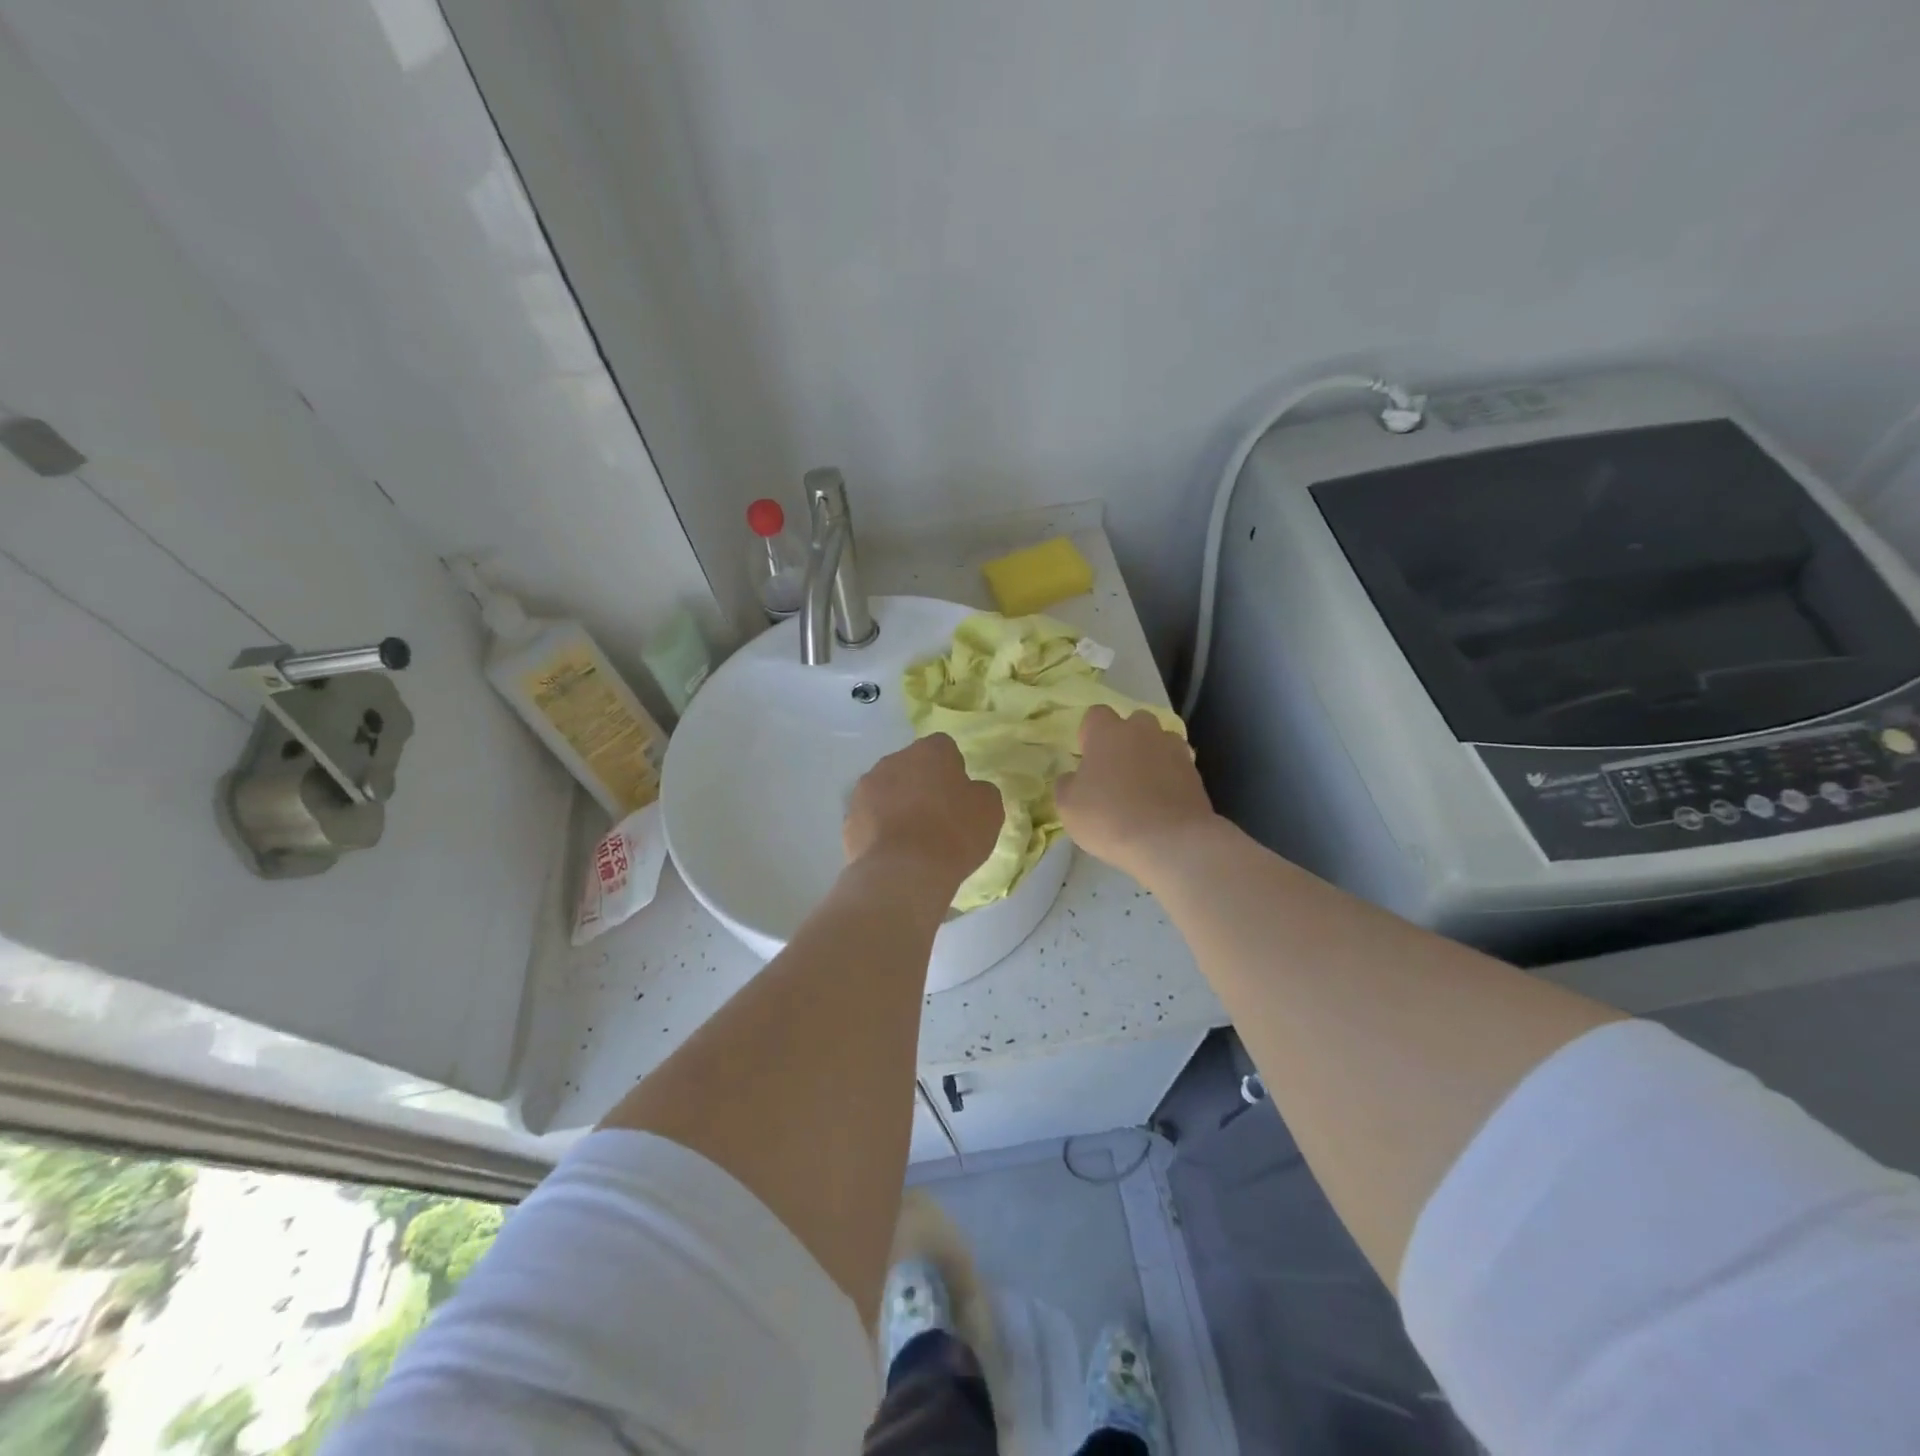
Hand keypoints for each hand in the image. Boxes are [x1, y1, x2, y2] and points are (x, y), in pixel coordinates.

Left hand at [844, 733, 1002, 893]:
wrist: (903, 872)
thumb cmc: (953, 833)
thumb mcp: (989, 810)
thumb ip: (980, 791)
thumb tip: (970, 790)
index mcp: (929, 751)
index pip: (943, 747)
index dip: (952, 769)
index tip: (959, 795)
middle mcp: (893, 760)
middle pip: (911, 767)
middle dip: (921, 784)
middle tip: (937, 816)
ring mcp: (865, 789)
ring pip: (887, 790)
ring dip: (898, 805)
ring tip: (913, 838)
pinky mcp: (849, 818)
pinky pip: (871, 817)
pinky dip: (880, 828)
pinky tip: (894, 852)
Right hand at [1056, 706, 1217, 881]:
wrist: (1170, 841)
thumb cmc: (1109, 818)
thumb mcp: (1068, 806)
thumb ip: (1067, 784)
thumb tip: (1074, 777)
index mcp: (1108, 732)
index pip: (1096, 714)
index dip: (1090, 734)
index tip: (1088, 758)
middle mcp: (1143, 730)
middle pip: (1133, 723)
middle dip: (1125, 740)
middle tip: (1116, 772)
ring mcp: (1174, 749)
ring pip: (1159, 742)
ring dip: (1150, 757)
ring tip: (1143, 788)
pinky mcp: (1196, 772)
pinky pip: (1177, 766)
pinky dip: (1169, 778)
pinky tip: (1162, 803)